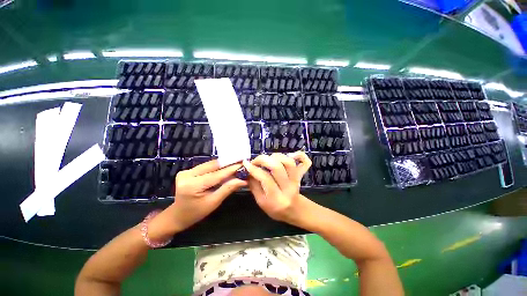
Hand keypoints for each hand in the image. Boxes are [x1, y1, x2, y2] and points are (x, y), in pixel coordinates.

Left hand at [149, 160, 246, 239]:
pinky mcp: (187, 171)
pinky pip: (206, 166)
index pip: (216, 174)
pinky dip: (216, 167)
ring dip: (223, 164)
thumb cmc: (196, 212)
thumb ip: (228, 188)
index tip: (243, 164)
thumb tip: (242, 180)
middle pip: (213, 166)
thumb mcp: (214, 202)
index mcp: (193, 186)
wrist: (178, 215)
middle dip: (228, 164)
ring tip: (235, 164)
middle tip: (241, 162)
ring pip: (210, 164)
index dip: (231, 169)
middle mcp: (187, 175)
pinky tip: (225, 167)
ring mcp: (186, 171)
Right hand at [242, 151, 310, 224]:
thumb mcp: (261, 202)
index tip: (246, 163)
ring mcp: (296, 180)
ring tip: (269, 159)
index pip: (265, 178)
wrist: (294, 210)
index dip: (254, 169)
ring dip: (276, 156)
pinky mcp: (301, 175)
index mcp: (276, 198)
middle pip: (277, 167)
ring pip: (289, 162)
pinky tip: (290, 154)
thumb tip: (248, 171)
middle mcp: (288, 188)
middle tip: (256, 160)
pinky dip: (299, 155)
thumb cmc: (275, 209)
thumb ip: (254, 186)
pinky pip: (305, 162)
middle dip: (263, 159)